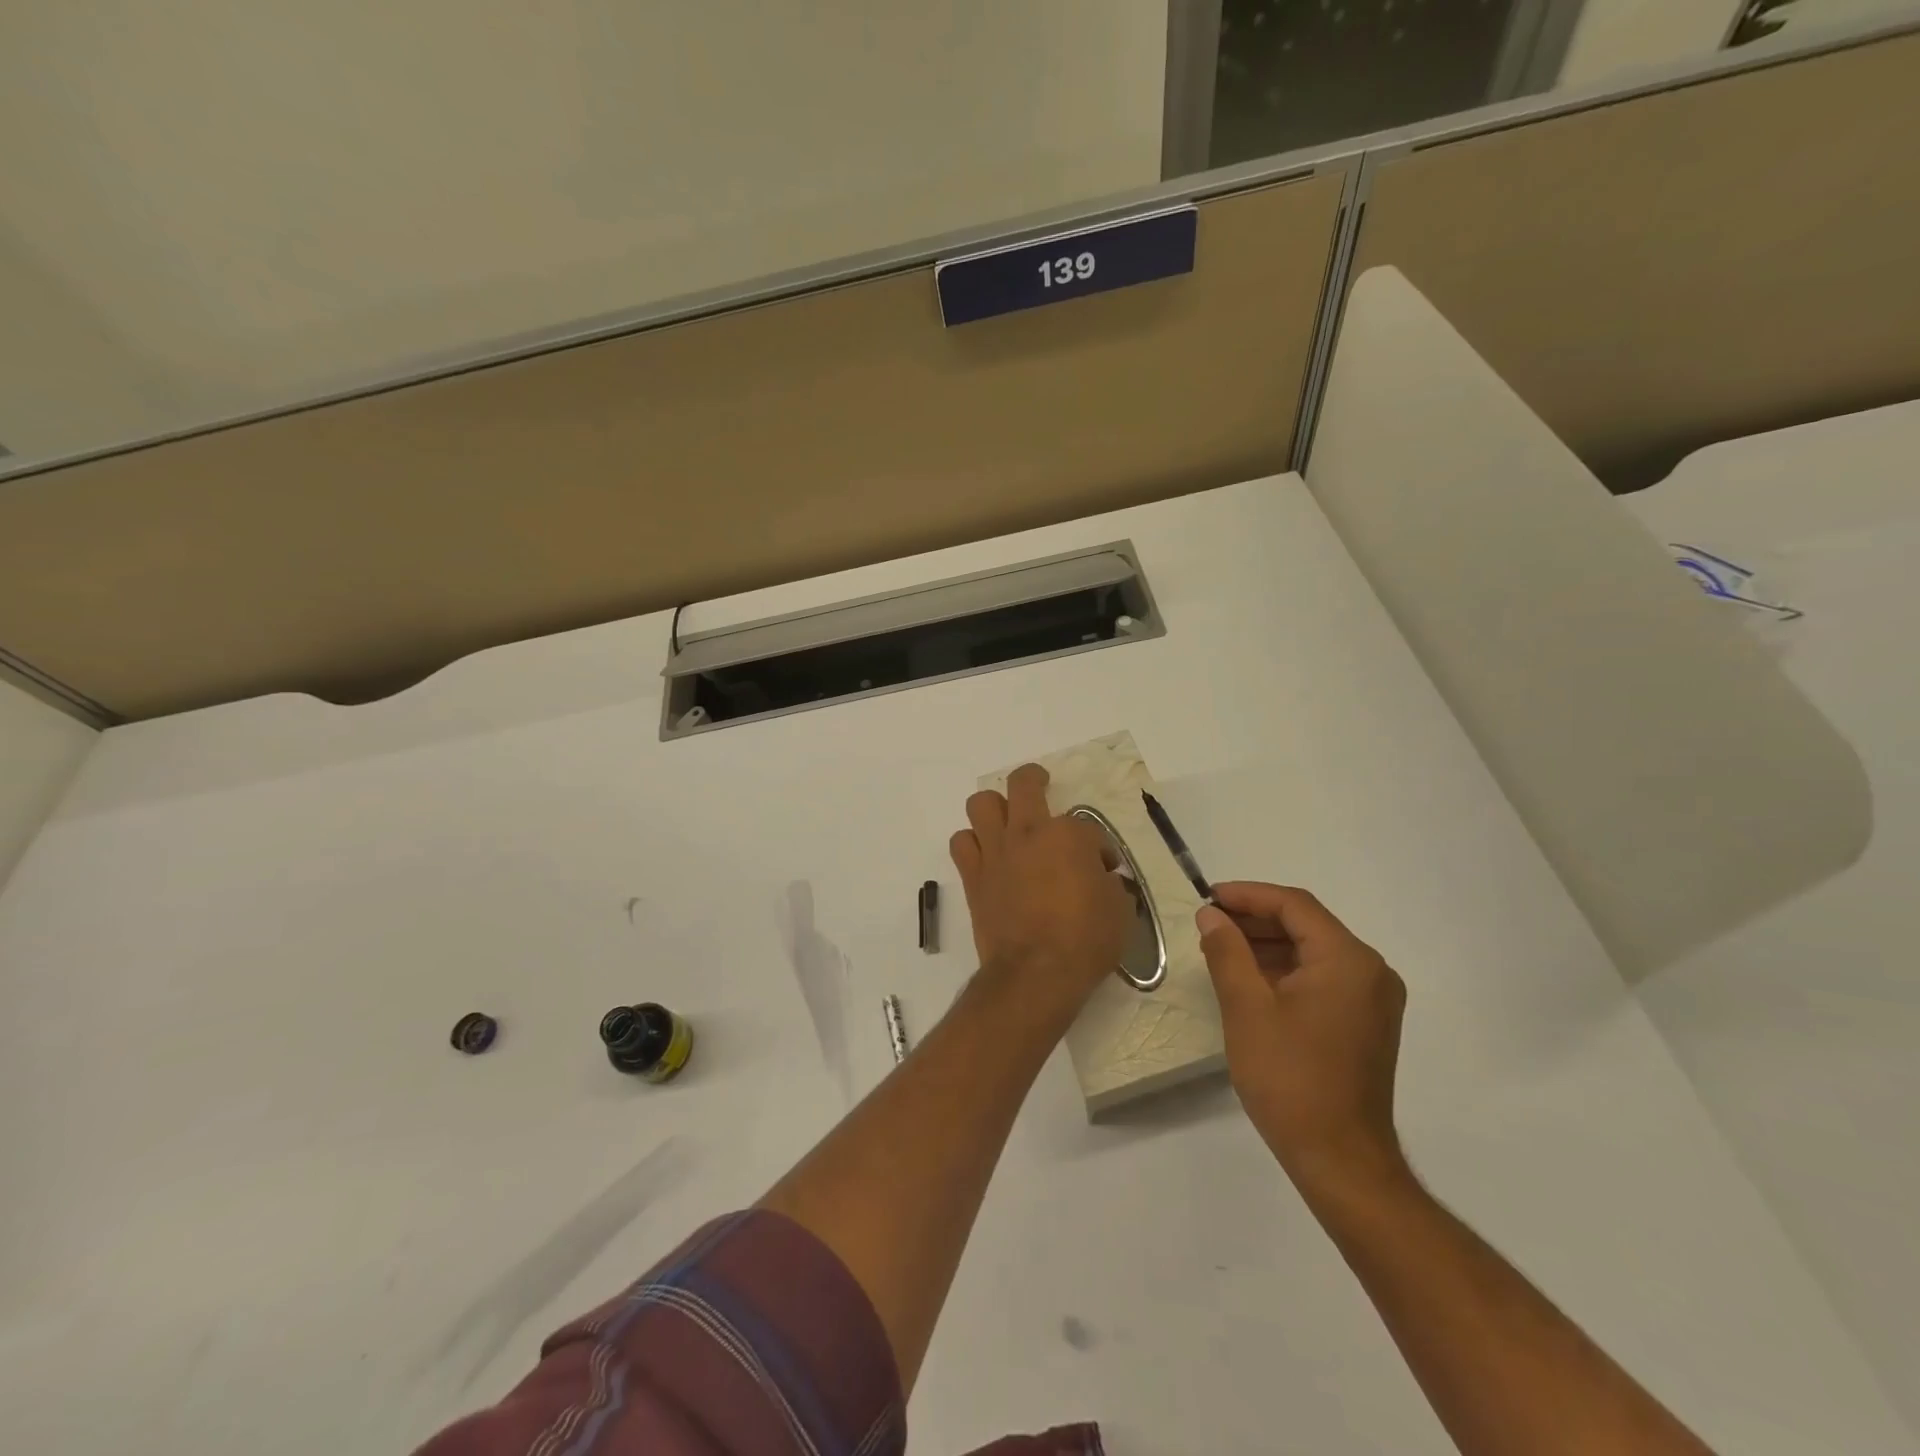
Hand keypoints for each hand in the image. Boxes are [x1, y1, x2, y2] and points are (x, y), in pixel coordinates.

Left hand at [950, 764, 1132, 1029]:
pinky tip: (986, 855)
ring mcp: (996, 851)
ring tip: (1006, 822)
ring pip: (981, 803)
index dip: (1098, 848)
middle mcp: (1028, 832)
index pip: (1088, 827)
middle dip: (1034, 780)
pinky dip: (972, 843)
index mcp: (1069, 835)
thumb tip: (1103, 879)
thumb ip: (1110, 884)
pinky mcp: (973, 875)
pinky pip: (962, 843)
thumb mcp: (1119, 910)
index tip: (1103, 870)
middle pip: (1024, 784)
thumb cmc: (1085, 941)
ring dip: (994, 808)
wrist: (1035, 974)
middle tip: (1040, 785)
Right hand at [1197, 882, 1407, 1193]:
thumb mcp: (1247, 1008)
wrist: (1341, 1160)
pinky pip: (1323, 977)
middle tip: (1209, 923)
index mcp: (1348, 960)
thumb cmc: (1290, 1078)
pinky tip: (1251, 979)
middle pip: (1307, 925)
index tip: (1207, 897)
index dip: (1248, 895)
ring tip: (1222, 948)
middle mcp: (1370, 971)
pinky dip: (1287, 970)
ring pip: (1314, 951)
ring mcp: (1373, 999)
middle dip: (1256, 919)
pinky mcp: (1366, 1023)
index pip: (1294, 906)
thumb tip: (1211, 915)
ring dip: (1269, 945)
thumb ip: (1227, 952)